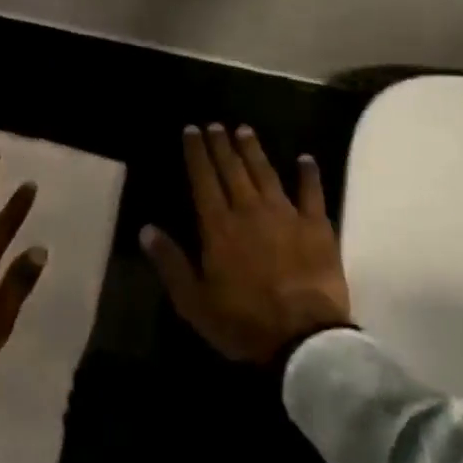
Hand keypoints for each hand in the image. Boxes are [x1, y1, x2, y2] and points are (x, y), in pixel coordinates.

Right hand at [141, 124, 350, 365]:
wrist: (303, 338)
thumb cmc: (243, 322)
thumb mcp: (193, 301)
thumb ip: (170, 262)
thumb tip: (146, 229)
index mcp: (218, 226)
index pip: (203, 179)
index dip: (196, 153)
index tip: (191, 130)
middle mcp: (250, 210)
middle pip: (233, 169)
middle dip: (221, 144)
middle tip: (215, 124)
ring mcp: (286, 214)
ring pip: (266, 173)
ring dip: (254, 150)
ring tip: (245, 130)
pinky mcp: (316, 226)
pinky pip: (312, 192)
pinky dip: (308, 174)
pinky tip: (305, 159)